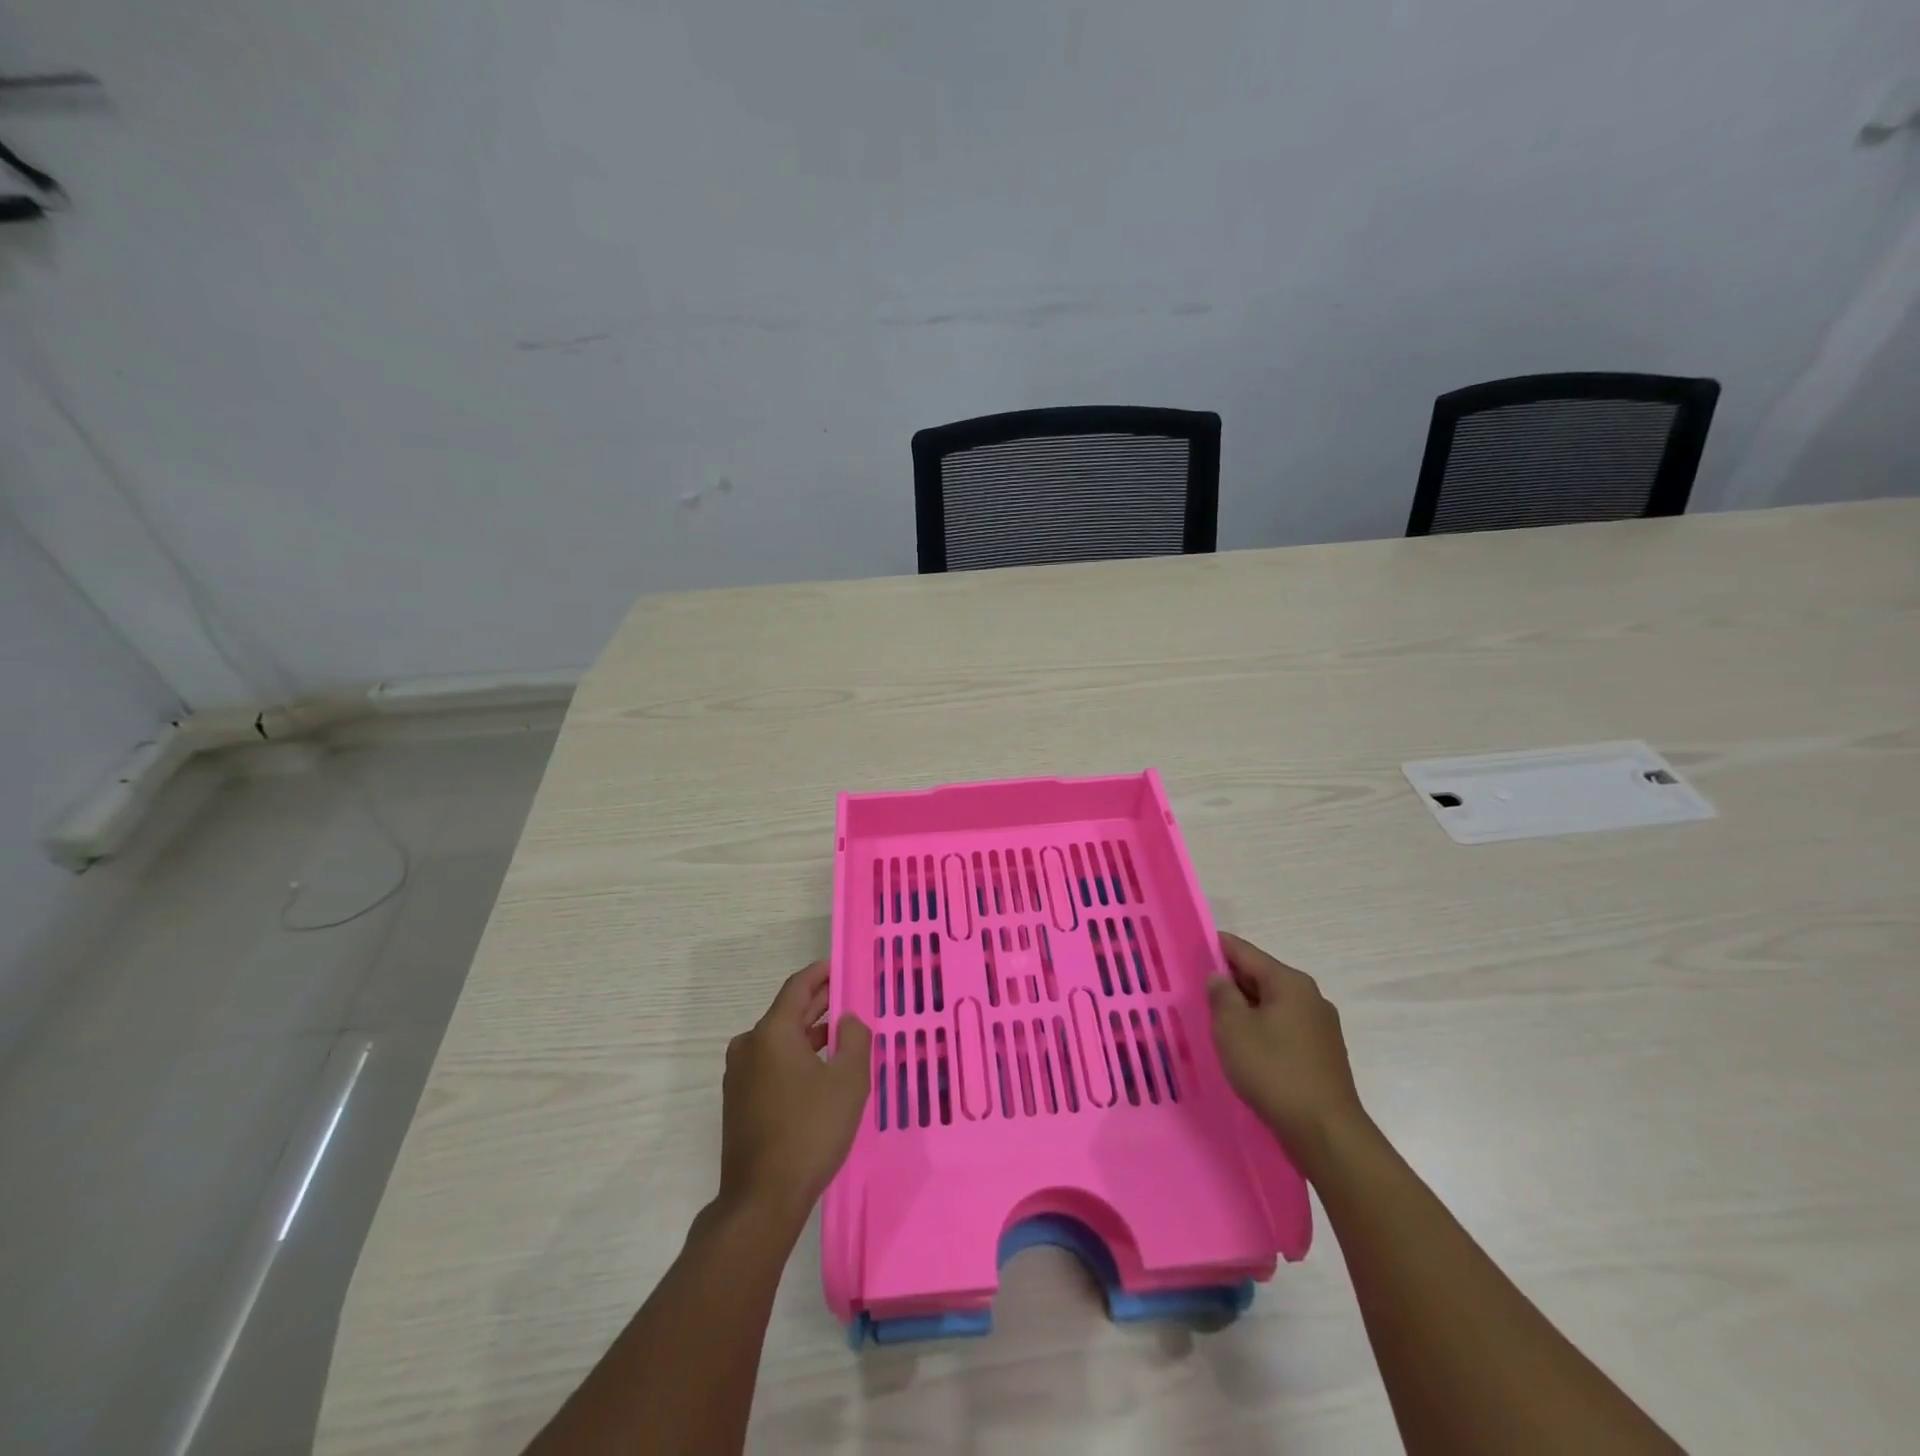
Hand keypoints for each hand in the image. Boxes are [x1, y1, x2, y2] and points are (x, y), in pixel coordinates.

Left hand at [717, 961, 871, 1226]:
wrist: (762, 1199)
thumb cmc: (810, 1131)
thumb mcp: (848, 1082)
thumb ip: (854, 1040)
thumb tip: (847, 1020)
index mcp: (771, 1033)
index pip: (797, 987)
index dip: (820, 973)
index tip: (839, 966)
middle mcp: (749, 1046)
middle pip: (787, 1013)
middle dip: (818, 1004)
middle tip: (847, 998)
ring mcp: (739, 1076)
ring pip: (779, 1041)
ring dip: (808, 1034)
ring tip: (840, 1035)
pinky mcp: (739, 1102)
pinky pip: (771, 1064)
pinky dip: (795, 1057)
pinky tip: (818, 1071)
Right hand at [1208, 933, 1366, 1164]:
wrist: (1326, 1132)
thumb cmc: (1274, 1071)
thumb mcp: (1233, 1028)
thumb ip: (1221, 995)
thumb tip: (1219, 977)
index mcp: (1289, 982)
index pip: (1246, 952)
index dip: (1218, 947)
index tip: (1194, 948)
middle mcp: (1310, 997)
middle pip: (1262, 976)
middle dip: (1231, 981)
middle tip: (1199, 988)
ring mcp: (1321, 1027)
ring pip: (1273, 1005)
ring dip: (1246, 1008)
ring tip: (1217, 1020)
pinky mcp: (1323, 1054)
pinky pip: (1284, 1028)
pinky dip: (1262, 1029)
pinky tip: (1245, 1047)